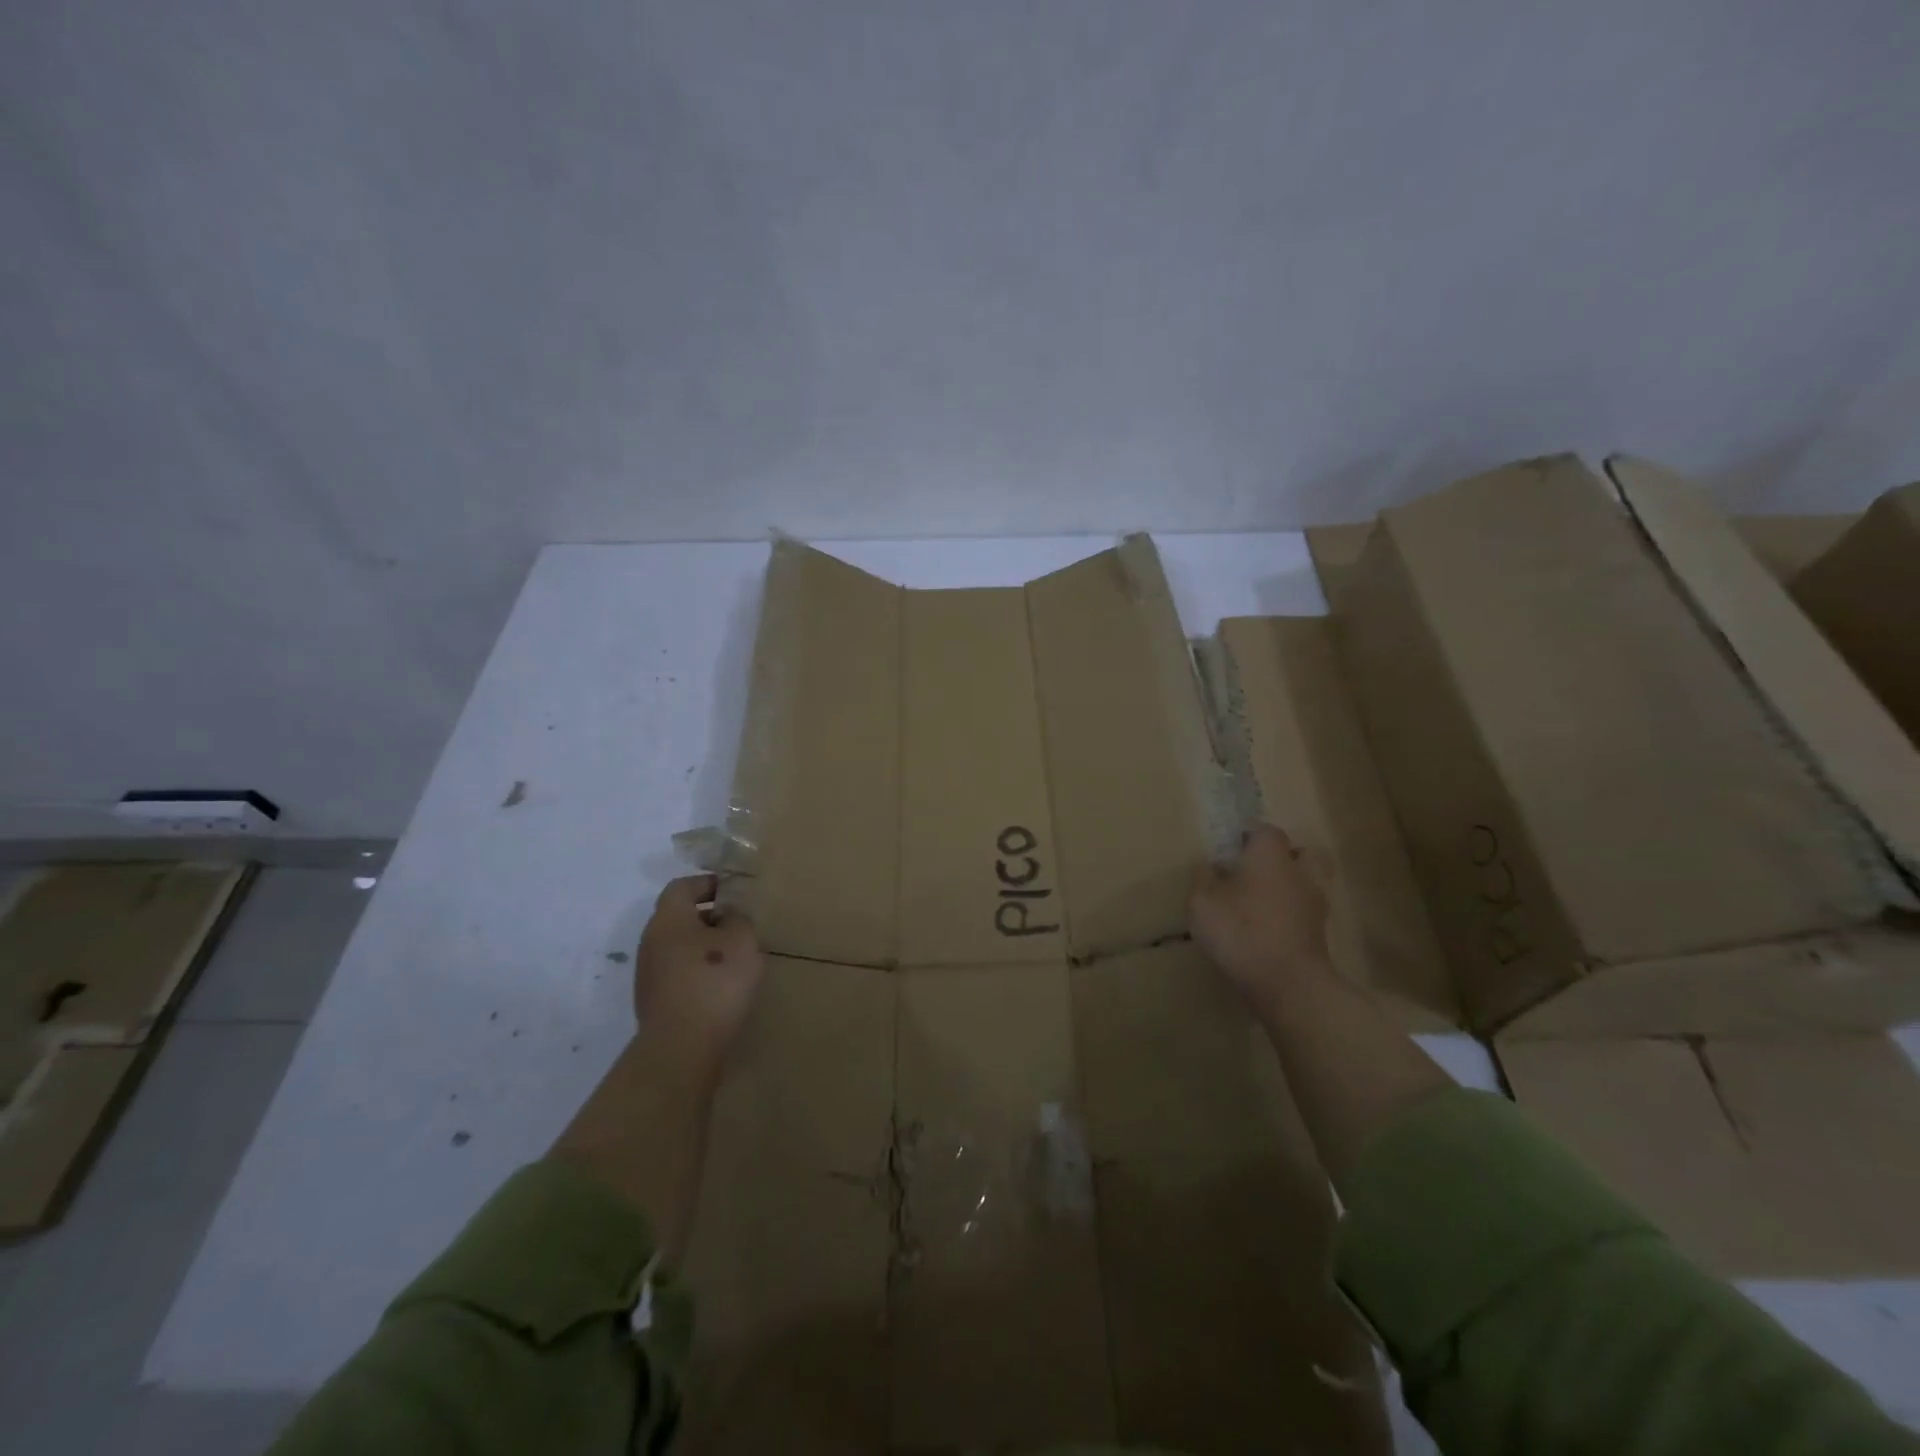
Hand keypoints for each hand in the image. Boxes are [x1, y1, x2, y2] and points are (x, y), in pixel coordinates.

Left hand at [632, 875, 765, 1082]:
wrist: (681, 1049)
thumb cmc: (714, 981)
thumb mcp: (741, 940)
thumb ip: (738, 919)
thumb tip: (727, 916)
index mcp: (668, 919)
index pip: (682, 886)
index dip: (707, 883)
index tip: (733, 890)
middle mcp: (651, 942)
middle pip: (679, 918)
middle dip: (709, 917)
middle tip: (740, 924)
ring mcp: (649, 975)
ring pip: (679, 947)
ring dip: (705, 947)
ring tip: (736, 958)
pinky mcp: (656, 1002)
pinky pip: (679, 974)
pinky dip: (700, 972)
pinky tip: (722, 986)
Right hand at [1189, 825, 1334, 1003]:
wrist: (1288, 983)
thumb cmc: (1241, 931)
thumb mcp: (1202, 902)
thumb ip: (1203, 879)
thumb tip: (1209, 866)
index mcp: (1270, 855)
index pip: (1265, 830)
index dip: (1247, 836)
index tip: (1229, 849)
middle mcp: (1299, 872)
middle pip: (1301, 852)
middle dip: (1283, 856)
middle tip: (1256, 870)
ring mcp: (1315, 904)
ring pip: (1307, 883)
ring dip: (1290, 887)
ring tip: (1262, 901)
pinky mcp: (1320, 934)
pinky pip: (1305, 913)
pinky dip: (1291, 915)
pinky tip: (1268, 928)